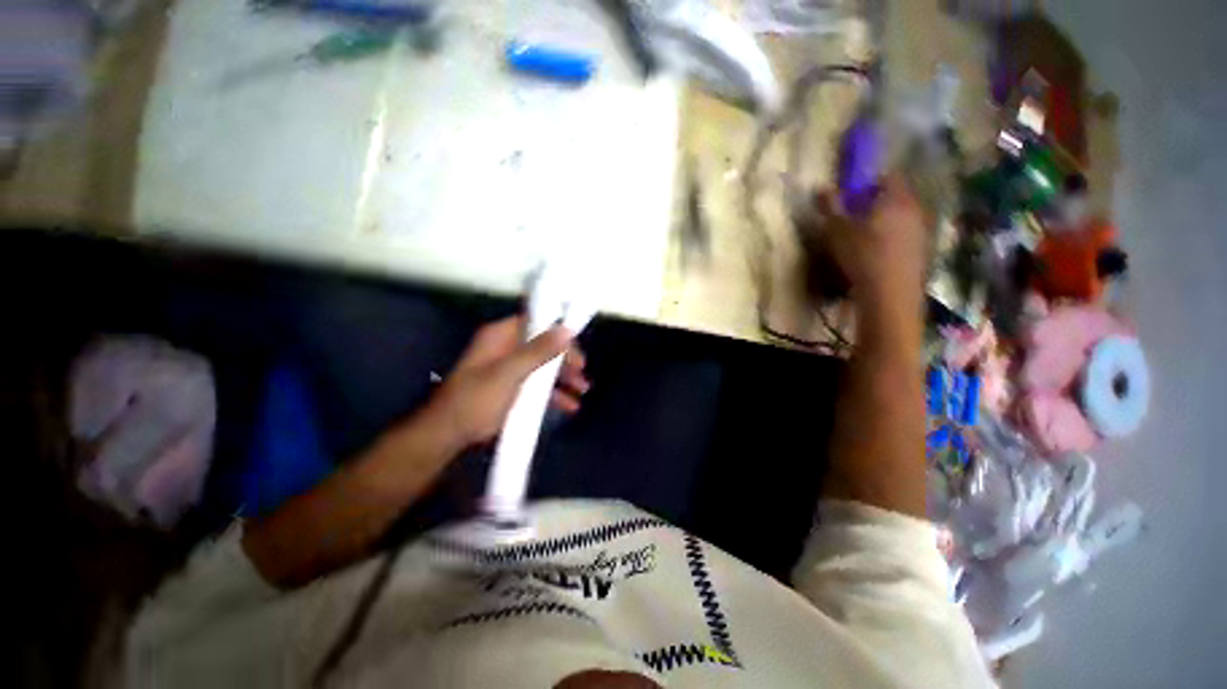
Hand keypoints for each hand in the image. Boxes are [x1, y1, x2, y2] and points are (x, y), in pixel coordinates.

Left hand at [429, 316, 589, 448]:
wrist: (447, 435)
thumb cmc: (477, 399)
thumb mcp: (510, 373)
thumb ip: (539, 351)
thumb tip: (566, 330)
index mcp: (500, 336)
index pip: (536, 323)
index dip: (558, 334)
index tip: (576, 351)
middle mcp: (505, 348)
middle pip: (542, 346)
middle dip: (564, 360)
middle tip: (582, 373)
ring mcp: (507, 369)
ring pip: (541, 366)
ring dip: (562, 377)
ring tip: (582, 390)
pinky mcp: (510, 388)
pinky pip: (536, 384)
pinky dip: (552, 393)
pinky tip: (569, 405)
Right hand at [817, 177, 927, 323]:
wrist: (890, 294)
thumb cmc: (862, 256)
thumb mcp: (838, 231)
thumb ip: (831, 208)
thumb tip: (821, 187)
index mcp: (896, 199)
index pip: (888, 178)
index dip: (870, 183)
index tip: (852, 196)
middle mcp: (915, 210)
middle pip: (897, 198)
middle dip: (877, 204)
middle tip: (855, 217)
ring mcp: (921, 232)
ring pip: (902, 218)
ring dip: (885, 223)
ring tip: (864, 238)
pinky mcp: (922, 252)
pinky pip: (906, 237)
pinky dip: (892, 240)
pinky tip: (876, 255)